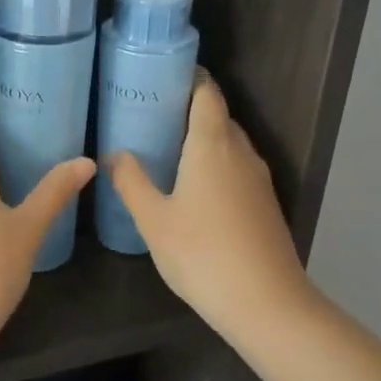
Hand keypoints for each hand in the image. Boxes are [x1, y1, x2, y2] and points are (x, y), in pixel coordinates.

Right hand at [106, 75, 315, 345]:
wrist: (266, 303)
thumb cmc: (202, 254)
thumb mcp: (154, 220)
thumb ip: (131, 182)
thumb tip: (114, 154)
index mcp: (212, 145)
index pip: (206, 93)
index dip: (188, 79)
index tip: (161, 78)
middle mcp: (241, 152)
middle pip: (218, 116)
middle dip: (189, 110)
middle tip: (151, 116)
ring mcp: (258, 180)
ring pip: (230, 144)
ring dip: (203, 140)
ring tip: (167, 150)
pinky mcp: (265, 205)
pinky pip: (237, 169)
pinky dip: (216, 165)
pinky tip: (194, 189)